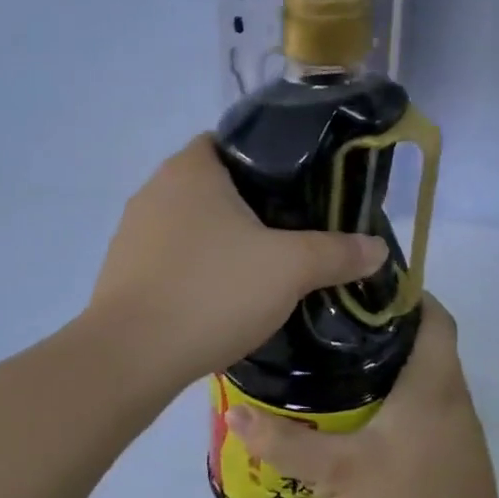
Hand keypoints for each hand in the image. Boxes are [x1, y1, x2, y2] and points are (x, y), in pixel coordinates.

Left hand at [87, 136, 387, 386]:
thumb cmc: (212, 292)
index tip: (299, 190)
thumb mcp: (289, 269)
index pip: (233, 141)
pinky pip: (170, 258)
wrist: (132, 356)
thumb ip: (337, 253)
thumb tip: (377, 248)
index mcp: (190, 168)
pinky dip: (195, 270)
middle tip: (291, 233)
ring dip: (220, 242)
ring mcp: (132, 231)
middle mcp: (154, 189)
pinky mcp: (122, 271)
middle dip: (250, 206)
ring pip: (190, 225)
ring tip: (259, 269)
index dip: (269, 160)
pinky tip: (218, 299)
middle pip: (213, 184)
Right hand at [223, 296, 498, 497]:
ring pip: (419, 372)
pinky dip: (389, 393)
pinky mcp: (448, 450)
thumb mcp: (338, 474)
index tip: (354, 286)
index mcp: (433, 384)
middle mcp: (450, 395)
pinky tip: (350, 410)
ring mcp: (454, 425)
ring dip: (382, 361)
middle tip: (325, 321)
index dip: (402, 292)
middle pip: (420, 339)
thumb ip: (285, 443)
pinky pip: (418, 402)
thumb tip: (235, 413)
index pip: (432, 314)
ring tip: (328, 358)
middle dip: (378, 325)